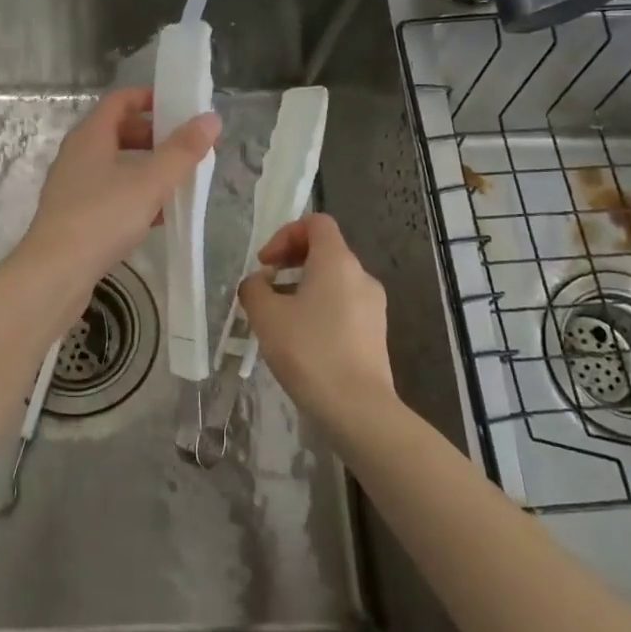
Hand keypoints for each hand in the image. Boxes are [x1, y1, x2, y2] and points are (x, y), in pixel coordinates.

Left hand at [23, 87, 219, 283]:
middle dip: (155, 136)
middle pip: (119, 132)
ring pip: (116, 166)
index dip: (150, 98)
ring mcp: (73, 186)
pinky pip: (110, 194)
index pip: (120, 100)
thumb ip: (182, 151)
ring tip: (179, 182)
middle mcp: (78, 154)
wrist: (55, 273)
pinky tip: (159, 217)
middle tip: (187, 148)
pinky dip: (135, 196)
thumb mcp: (150, 182)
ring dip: (147, 169)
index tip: (180, 107)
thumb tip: (211, 119)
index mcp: (91, 135)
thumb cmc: (102, 217)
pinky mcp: (74, 216)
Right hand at [238, 213, 394, 435]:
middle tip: (267, 287)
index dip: (286, 234)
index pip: (316, 223)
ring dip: (304, 287)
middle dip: (292, 261)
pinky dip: (321, 309)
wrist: (357, 408)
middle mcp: (361, 276)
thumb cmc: (309, 351)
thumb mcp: (266, 316)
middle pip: (325, 250)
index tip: (265, 263)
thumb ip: (254, 289)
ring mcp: (374, 306)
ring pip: (334, 281)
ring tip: (280, 317)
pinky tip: (302, 340)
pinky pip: (344, 306)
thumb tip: (258, 283)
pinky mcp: (376, 333)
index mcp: (337, 261)